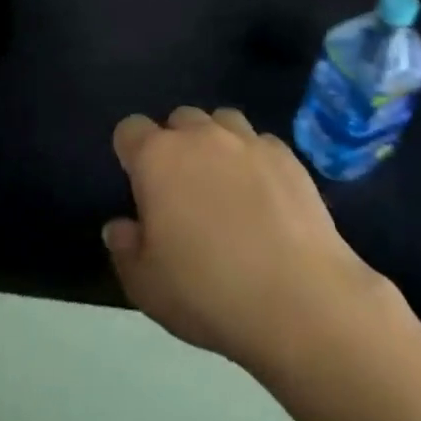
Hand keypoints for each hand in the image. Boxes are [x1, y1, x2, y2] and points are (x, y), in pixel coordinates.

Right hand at [104, 107, 402, 386]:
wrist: (300, 300)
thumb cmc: (208, 292)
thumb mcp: (146, 285)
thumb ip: (125, 249)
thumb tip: (120, 227)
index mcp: (157, 158)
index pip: (130, 129)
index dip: (130, 152)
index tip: (138, 185)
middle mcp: (201, 136)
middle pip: (179, 119)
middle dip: (176, 144)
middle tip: (183, 190)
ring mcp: (249, 142)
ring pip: (223, 121)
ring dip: (217, 143)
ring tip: (225, 184)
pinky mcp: (289, 157)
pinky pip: (262, 144)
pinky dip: (256, 161)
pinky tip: (265, 196)